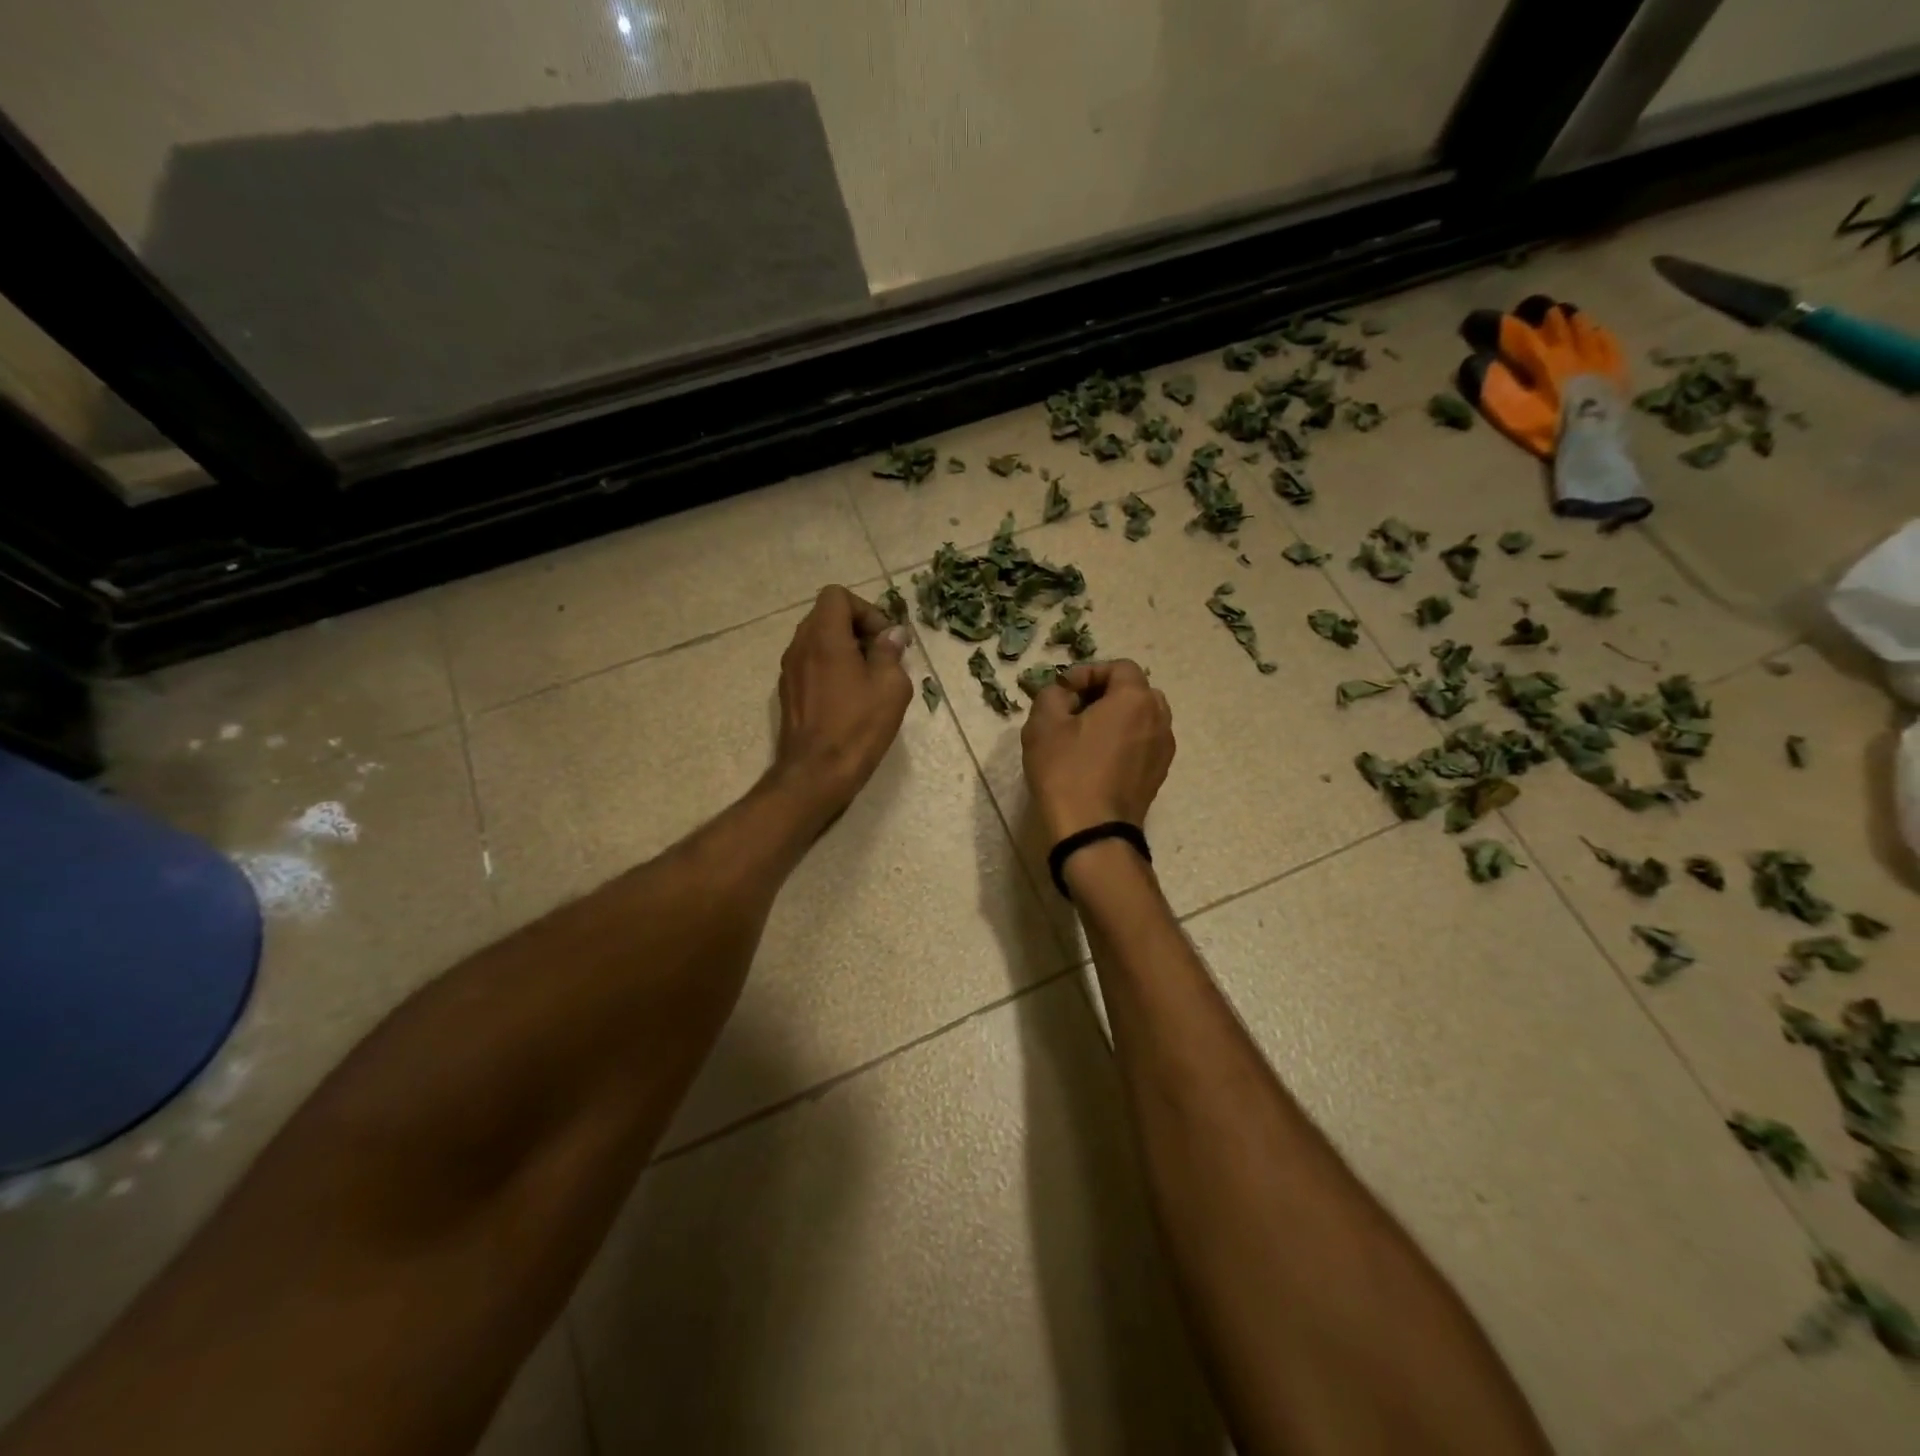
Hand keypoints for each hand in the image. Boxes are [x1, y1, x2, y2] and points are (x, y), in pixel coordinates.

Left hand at [772, 585, 912, 817]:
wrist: (816, 774)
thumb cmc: (857, 727)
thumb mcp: (891, 687)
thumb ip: (890, 652)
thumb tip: (892, 635)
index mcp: (824, 637)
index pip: (837, 595)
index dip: (866, 610)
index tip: (884, 640)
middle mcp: (800, 646)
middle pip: (826, 615)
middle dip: (857, 628)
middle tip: (882, 657)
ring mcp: (789, 670)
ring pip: (818, 640)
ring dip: (844, 649)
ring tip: (868, 679)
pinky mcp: (788, 692)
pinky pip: (811, 663)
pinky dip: (830, 667)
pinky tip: (849, 698)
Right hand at [1022, 660, 1173, 841]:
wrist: (1092, 831)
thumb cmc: (1067, 771)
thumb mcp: (1044, 724)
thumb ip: (1052, 694)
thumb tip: (1063, 693)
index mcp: (1135, 699)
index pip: (1119, 667)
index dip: (1088, 672)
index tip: (1063, 691)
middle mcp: (1159, 719)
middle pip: (1135, 691)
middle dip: (1104, 694)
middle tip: (1074, 710)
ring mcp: (1163, 749)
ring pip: (1141, 719)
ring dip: (1115, 719)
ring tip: (1084, 736)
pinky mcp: (1158, 775)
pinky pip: (1142, 744)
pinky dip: (1123, 742)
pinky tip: (1096, 760)